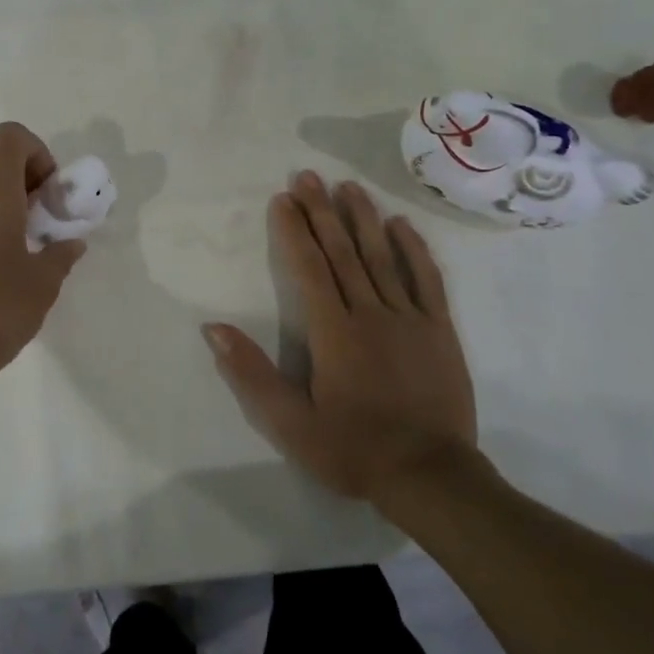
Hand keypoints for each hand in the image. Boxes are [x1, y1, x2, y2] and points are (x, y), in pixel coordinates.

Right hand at [205, 172, 480, 502]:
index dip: (294, 231)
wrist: (431, 477)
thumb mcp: (290, 423)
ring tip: (348, 186)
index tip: (282, 199)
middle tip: (308, 176)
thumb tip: (214, 328)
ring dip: (363, 218)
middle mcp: (371, 313)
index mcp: (333, 332)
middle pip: (342, 252)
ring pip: (382, 256)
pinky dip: (414, 249)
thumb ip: (252, 374)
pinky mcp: (440, 330)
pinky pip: (427, 280)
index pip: (309, 268)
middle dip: (322, 211)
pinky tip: (401, 224)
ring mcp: (410, 318)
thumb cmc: (353, 449)